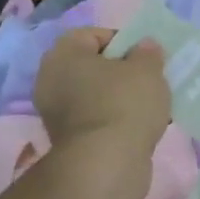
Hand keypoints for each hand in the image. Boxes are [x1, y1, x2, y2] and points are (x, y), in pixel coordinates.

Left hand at [32, 27, 169, 158]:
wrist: (107, 163)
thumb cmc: (125, 103)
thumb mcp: (147, 70)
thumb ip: (148, 53)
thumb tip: (144, 46)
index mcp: (63, 54)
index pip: (92, 35)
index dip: (122, 40)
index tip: (145, 56)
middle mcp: (51, 79)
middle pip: (92, 66)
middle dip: (121, 71)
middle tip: (148, 79)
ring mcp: (55, 112)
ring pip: (94, 94)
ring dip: (119, 97)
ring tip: (148, 105)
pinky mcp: (67, 139)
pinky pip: (95, 118)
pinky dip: (114, 119)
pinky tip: (138, 126)